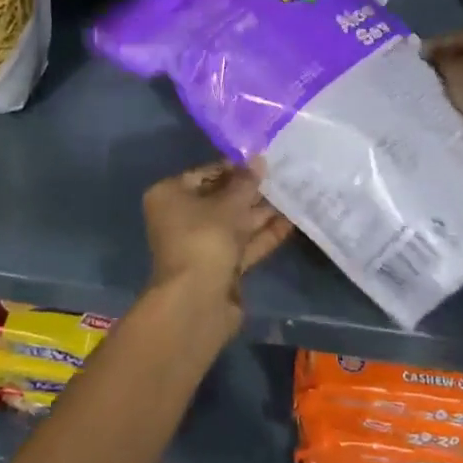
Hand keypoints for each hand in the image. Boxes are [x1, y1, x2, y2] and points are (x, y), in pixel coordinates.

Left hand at [141, 163, 291, 331]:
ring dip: (260, 212)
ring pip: (233, 223)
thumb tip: (259, 159)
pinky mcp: (219, 268)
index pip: (204, 173)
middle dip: (250, 191)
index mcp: (169, 196)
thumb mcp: (228, 205)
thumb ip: (246, 182)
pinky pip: (242, 244)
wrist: (197, 302)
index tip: (262, 162)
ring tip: (293, 195)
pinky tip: (290, 222)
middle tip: (282, 176)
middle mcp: (180, 218)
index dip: (234, 168)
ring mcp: (200, 245)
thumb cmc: (204, 239)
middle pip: (220, 199)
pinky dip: (262, 234)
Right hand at [424, 27, 462, 172]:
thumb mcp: (454, 71)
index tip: (415, 59)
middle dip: (449, 65)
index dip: (433, 47)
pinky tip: (460, 102)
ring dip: (462, 81)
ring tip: (440, 92)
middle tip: (427, 76)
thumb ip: (440, 60)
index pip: (456, 37)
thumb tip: (433, 55)